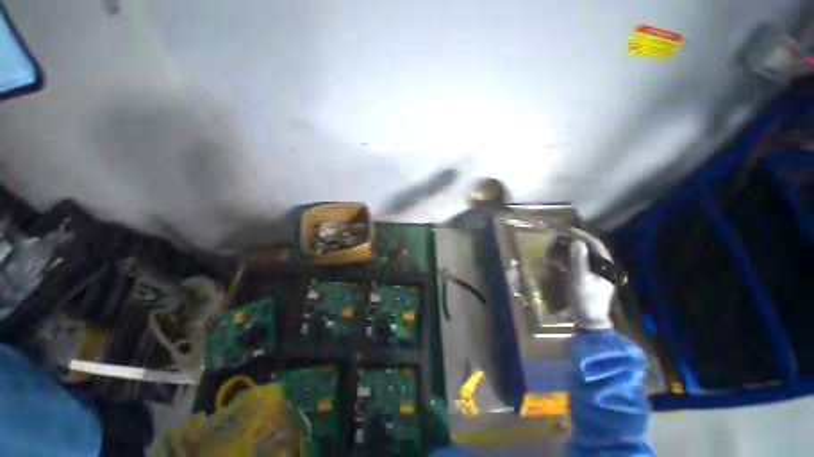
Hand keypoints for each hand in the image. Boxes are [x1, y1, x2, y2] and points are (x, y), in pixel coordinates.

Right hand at [569, 234, 614, 329]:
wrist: (590, 319)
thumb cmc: (585, 298)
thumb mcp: (579, 279)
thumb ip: (578, 260)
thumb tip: (576, 242)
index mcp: (605, 266)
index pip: (595, 244)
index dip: (581, 235)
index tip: (566, 230)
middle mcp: (605, 267)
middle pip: (592, 248)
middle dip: (577, 240)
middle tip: (561, 235)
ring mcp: (600, 273)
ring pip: (588, 255)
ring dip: (575, 248)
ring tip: (561, 243)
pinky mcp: (593, 279)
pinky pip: (584, 262)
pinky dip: (574, 257)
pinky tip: (565, 258)